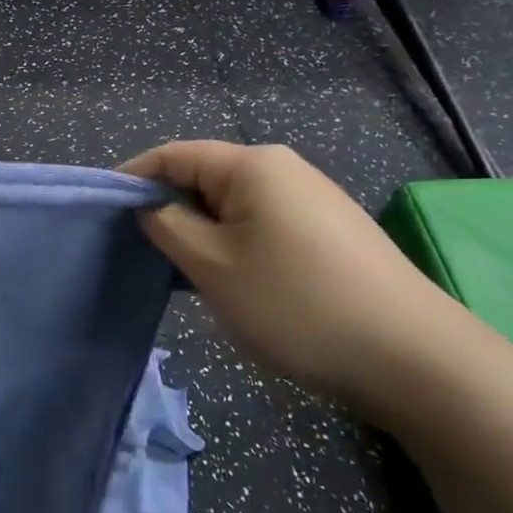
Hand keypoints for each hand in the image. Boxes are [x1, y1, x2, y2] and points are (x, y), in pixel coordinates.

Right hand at [120, 142, 465, 417]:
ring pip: (232, 207)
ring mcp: (312, 202)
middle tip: (137, 251)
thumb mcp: (212, 265)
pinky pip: (261, 227)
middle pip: (204, 178)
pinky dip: (232, 247)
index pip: (173, 155)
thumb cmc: (295, 303)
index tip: (101, 211)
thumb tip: (152, 208)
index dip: (132, 178)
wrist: (411, 357)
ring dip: (199, 234)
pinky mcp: (329, 234)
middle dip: (167, 210)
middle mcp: (284, 171)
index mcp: (252, 166)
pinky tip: (229, 283)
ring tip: (178, 273)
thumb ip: (168, 226)